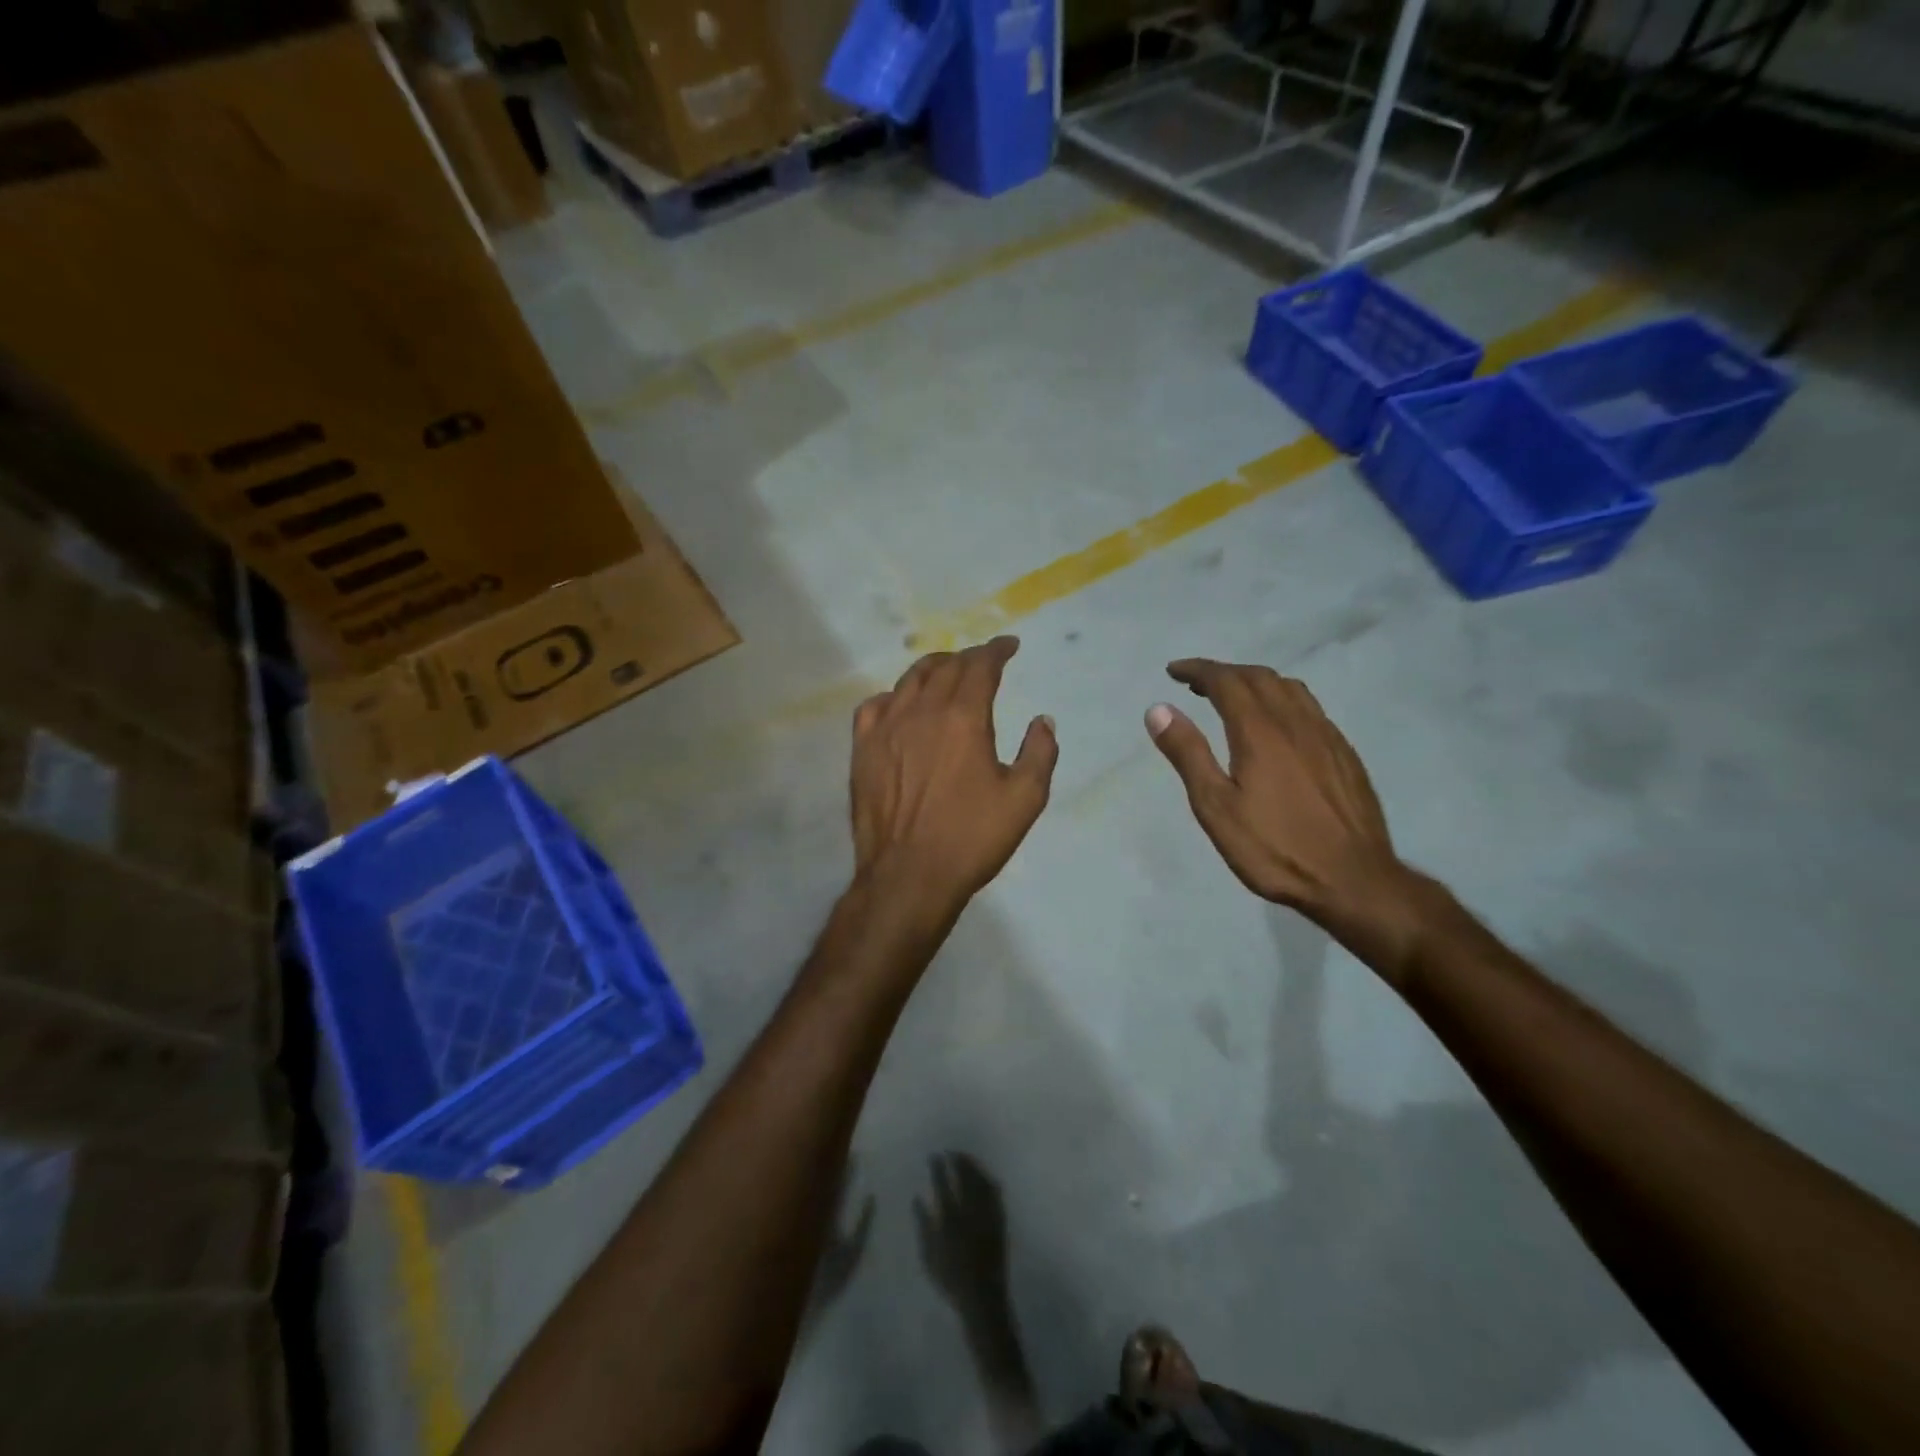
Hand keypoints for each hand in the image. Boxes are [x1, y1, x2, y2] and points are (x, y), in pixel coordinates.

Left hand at [851, 637, 1057, 914]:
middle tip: (982, 662)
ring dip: (933, 669)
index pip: (980, 666)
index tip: (1009, 646)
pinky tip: (900, 706)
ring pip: (909, 681)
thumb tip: (1042, 721)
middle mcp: (922, 711)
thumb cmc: (971, 838)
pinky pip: (874, 706)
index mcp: (964, 717)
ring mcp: (886, 728)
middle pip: (946, 667)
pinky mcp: (862, 749)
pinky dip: (893, 696)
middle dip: (968, 658)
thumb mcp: (1024, 799)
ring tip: (945, 671)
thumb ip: (1039, 753)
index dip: (996, 651)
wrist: (909, 875)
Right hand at [914, 1152, 1013, 1324]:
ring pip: (981, 1181)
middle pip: (965, 1176)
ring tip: (967, 1159)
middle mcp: (969, 1210)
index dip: (939, 1166)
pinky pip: (996, 1193)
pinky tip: (986, 1177)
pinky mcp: (999, 1220)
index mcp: (950, 1217)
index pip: (943, 1182)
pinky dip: (989, 1180)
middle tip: (952, 1152)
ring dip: (974, 1166)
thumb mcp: (928, 1255)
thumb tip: (917, 1198)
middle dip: (959, 1160)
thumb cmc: (950, 1278)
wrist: (982, 1298)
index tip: (935, 1155)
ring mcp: (987, 1214)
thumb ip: (922, 1224)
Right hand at [1145, 659, 1408, 943]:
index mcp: (1260, 731)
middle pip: (1259, 677)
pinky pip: (1311, 709)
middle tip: (1197, 686)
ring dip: (1256, 682)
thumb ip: (1188, 754)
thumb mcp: (1216, 807)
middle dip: (1224, 673)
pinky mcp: (1345, 754)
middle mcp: (1296, 722)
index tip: (1173, 671)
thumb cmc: (1274, 848)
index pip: (1226, 681)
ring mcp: (1327, 736)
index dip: (1198, 670)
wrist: (1353, 880)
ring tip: (1235, 698)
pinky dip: (1283, 700)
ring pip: (1290, 689)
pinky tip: (1278, 726)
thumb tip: (1159, 709)